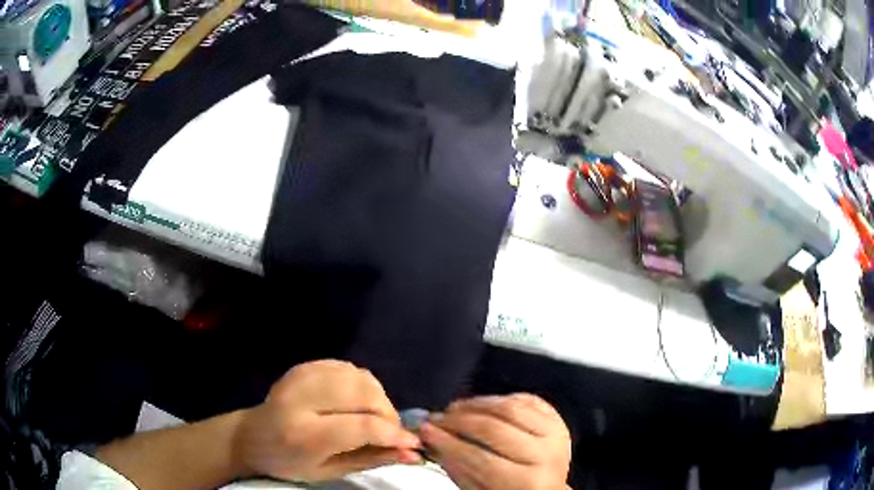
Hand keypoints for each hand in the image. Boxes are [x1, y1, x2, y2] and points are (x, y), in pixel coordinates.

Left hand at [233, 360, 421, 481]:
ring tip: (373, 419)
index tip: (412, 444)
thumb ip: (371, 460)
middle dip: (388, 414)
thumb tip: (412, 453)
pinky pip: (348, 368)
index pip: (362, 426)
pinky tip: (356, 403)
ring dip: (378, 399)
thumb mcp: (328, 472)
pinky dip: (362, 386)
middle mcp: (301, 399)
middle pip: (364, 394)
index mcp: (304, 434)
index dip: (394, 433)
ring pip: (360, 377)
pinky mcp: (304, 366)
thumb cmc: (289, 463)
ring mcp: (301, 377)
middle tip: (389, 432)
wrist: (252, 436)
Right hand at [420, 394, 571, 489]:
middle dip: (459, 421)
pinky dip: (502, 398)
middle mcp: (546, 455)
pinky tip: (483, 403)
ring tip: (455, 407)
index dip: (449, 443)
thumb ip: (459, 470)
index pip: (481, 458)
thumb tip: (434, 443)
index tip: (426, 431)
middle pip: (495, 429)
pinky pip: (528, 400)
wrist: (550, 489)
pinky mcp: (558, 419)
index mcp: (527, 482)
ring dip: (478, 404)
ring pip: (511, 408)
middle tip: (437, 418)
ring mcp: (555, 434)